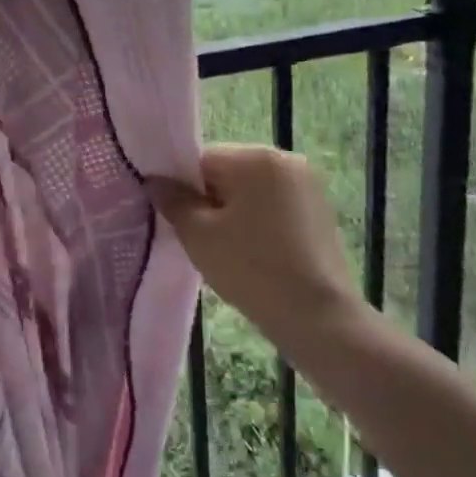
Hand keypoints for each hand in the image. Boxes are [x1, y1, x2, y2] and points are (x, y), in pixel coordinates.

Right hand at [151, 145, 364, 345]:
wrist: (320, 319)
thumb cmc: (252, 269)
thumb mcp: (199, 235)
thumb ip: (173, 201)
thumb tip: (155, 180)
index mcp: (256, 157)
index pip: (202, 160)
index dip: (184, 190)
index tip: (181, 223)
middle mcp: (285, 159)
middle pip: (228, 172)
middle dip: (210, 201)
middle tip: (203, 240)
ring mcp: (308, 185)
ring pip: (251, 191)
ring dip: (234, 213)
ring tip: (229, 252)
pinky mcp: (320, 211)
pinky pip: (274, 206)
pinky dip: (258, 223)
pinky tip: (255, 255)